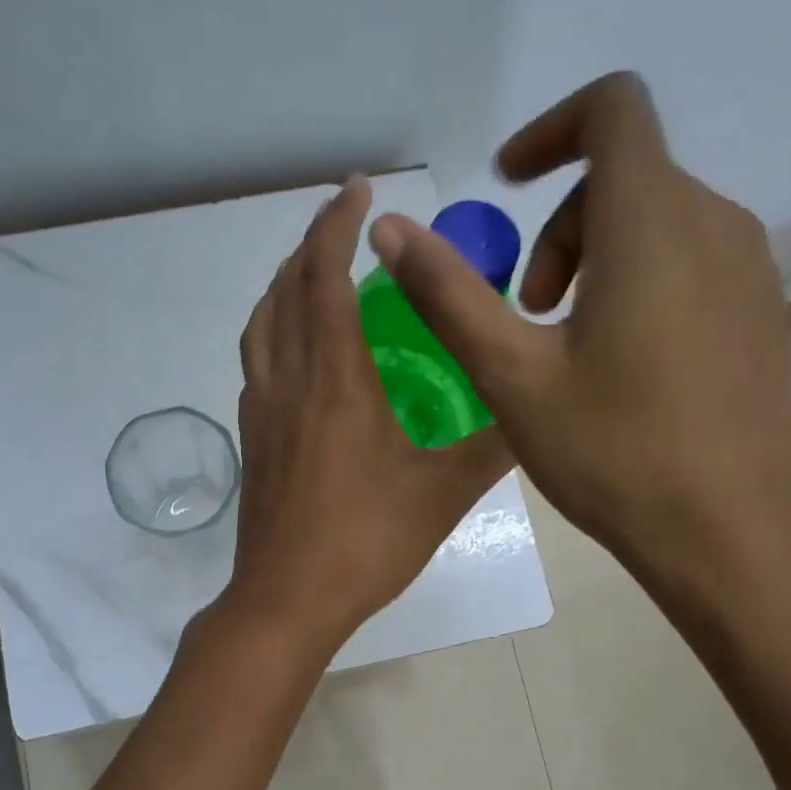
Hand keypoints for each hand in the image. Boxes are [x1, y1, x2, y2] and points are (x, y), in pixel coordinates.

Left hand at [220, 177, 512, 651]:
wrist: (286, 599)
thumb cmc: (365, 542)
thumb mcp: (443, 494)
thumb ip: (494, 447)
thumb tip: (538, 412)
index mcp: (334, 379)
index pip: (323, 276)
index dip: (336, 224)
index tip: (358, 190)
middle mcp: (288, 381)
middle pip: (284, 290)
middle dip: (310, 245)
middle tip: (344, 227)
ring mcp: (260, 411)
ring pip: (261, 325)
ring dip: (284, 286)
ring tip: (315, 276)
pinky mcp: (252, 441)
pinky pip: (257, 363)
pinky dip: (274, 332)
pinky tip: (300, 354)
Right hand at [366, 72, 790, 600]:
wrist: (731, 531)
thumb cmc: (614, 452)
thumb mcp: (512, 375)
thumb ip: (449, 294)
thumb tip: (389, 229)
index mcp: (652, 223)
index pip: (613, 108)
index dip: (550, 130)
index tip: (505, 186)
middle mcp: (715, 223)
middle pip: (625, 175)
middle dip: (558, 228)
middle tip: (526, 313)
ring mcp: (750, 269)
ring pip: (658, 219)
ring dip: (595, 257)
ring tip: (566, 347)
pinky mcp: (762, 311)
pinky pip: (691, 260)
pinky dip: (639, 281)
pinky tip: (621, 367)